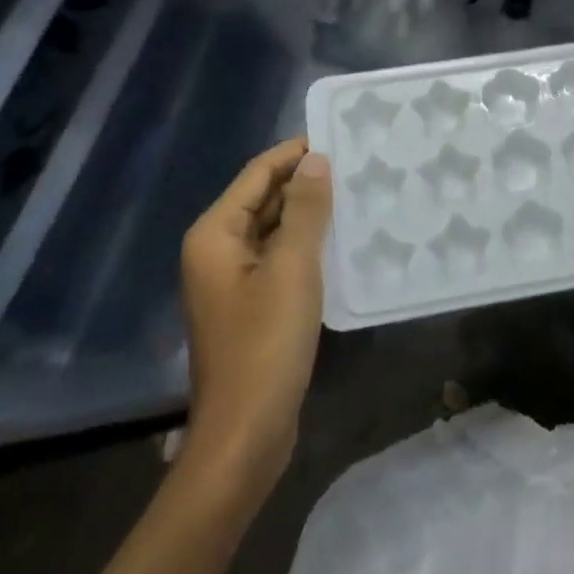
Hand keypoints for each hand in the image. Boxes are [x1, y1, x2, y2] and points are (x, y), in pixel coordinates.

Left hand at [179, 138, 331, 489]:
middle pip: (264, 198)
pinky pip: (280, 257)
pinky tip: (343, 240)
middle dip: (307, 181)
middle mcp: (217, 250)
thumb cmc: (265, 345)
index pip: (259, 173)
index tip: (341, 136)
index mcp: (215, 234)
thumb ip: (304, 209)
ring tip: (358, 193)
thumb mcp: (292, 268)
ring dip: (310, 212)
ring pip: (275, 228)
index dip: (297, 151)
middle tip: (358, 164)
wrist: (244, 437)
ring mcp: (233, 280)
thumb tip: (316, 159)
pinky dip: (307, 244)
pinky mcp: (251, 304)